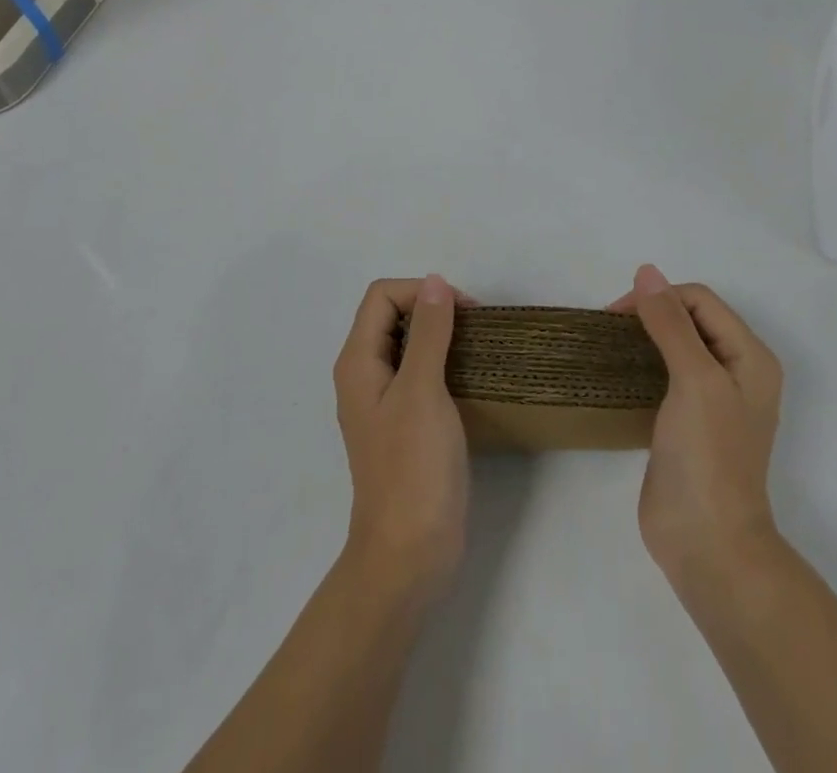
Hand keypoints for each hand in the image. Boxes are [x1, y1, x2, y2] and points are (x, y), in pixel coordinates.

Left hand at [333, 275, 470, 607]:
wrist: (409, 554)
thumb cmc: (413, 468)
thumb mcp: (422, 391)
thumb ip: (428, 333)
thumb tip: (435, 282)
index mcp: (358, 362)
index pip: (382, 296)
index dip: (420, 292)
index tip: (463, 311)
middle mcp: (365, 375)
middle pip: (392, 316)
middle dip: (432, 309)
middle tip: (474, 326)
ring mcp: (384, 402)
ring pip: (408, 345)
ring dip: (440, 335)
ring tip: (478, 346)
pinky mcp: (405, 425)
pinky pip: (420, 374)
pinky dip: (443, 363)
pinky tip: (471, 377)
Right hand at [609, 265, 783, 585]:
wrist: (707, 544)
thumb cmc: (708, 456)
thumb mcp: (694, 379)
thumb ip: (671, 323)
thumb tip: (647, 271)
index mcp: (750, 356)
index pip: (700, 300)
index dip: (661, 298)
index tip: (617, 316)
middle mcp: (736, 371)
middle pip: (689, 318)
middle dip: (650, 313)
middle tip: (609, 328)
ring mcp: (712, 399)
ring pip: (675, 345)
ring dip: (643, 337)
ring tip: (608, 345)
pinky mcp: (686, 422)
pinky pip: (664, 375)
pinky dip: (641, 364)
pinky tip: (617, 372)